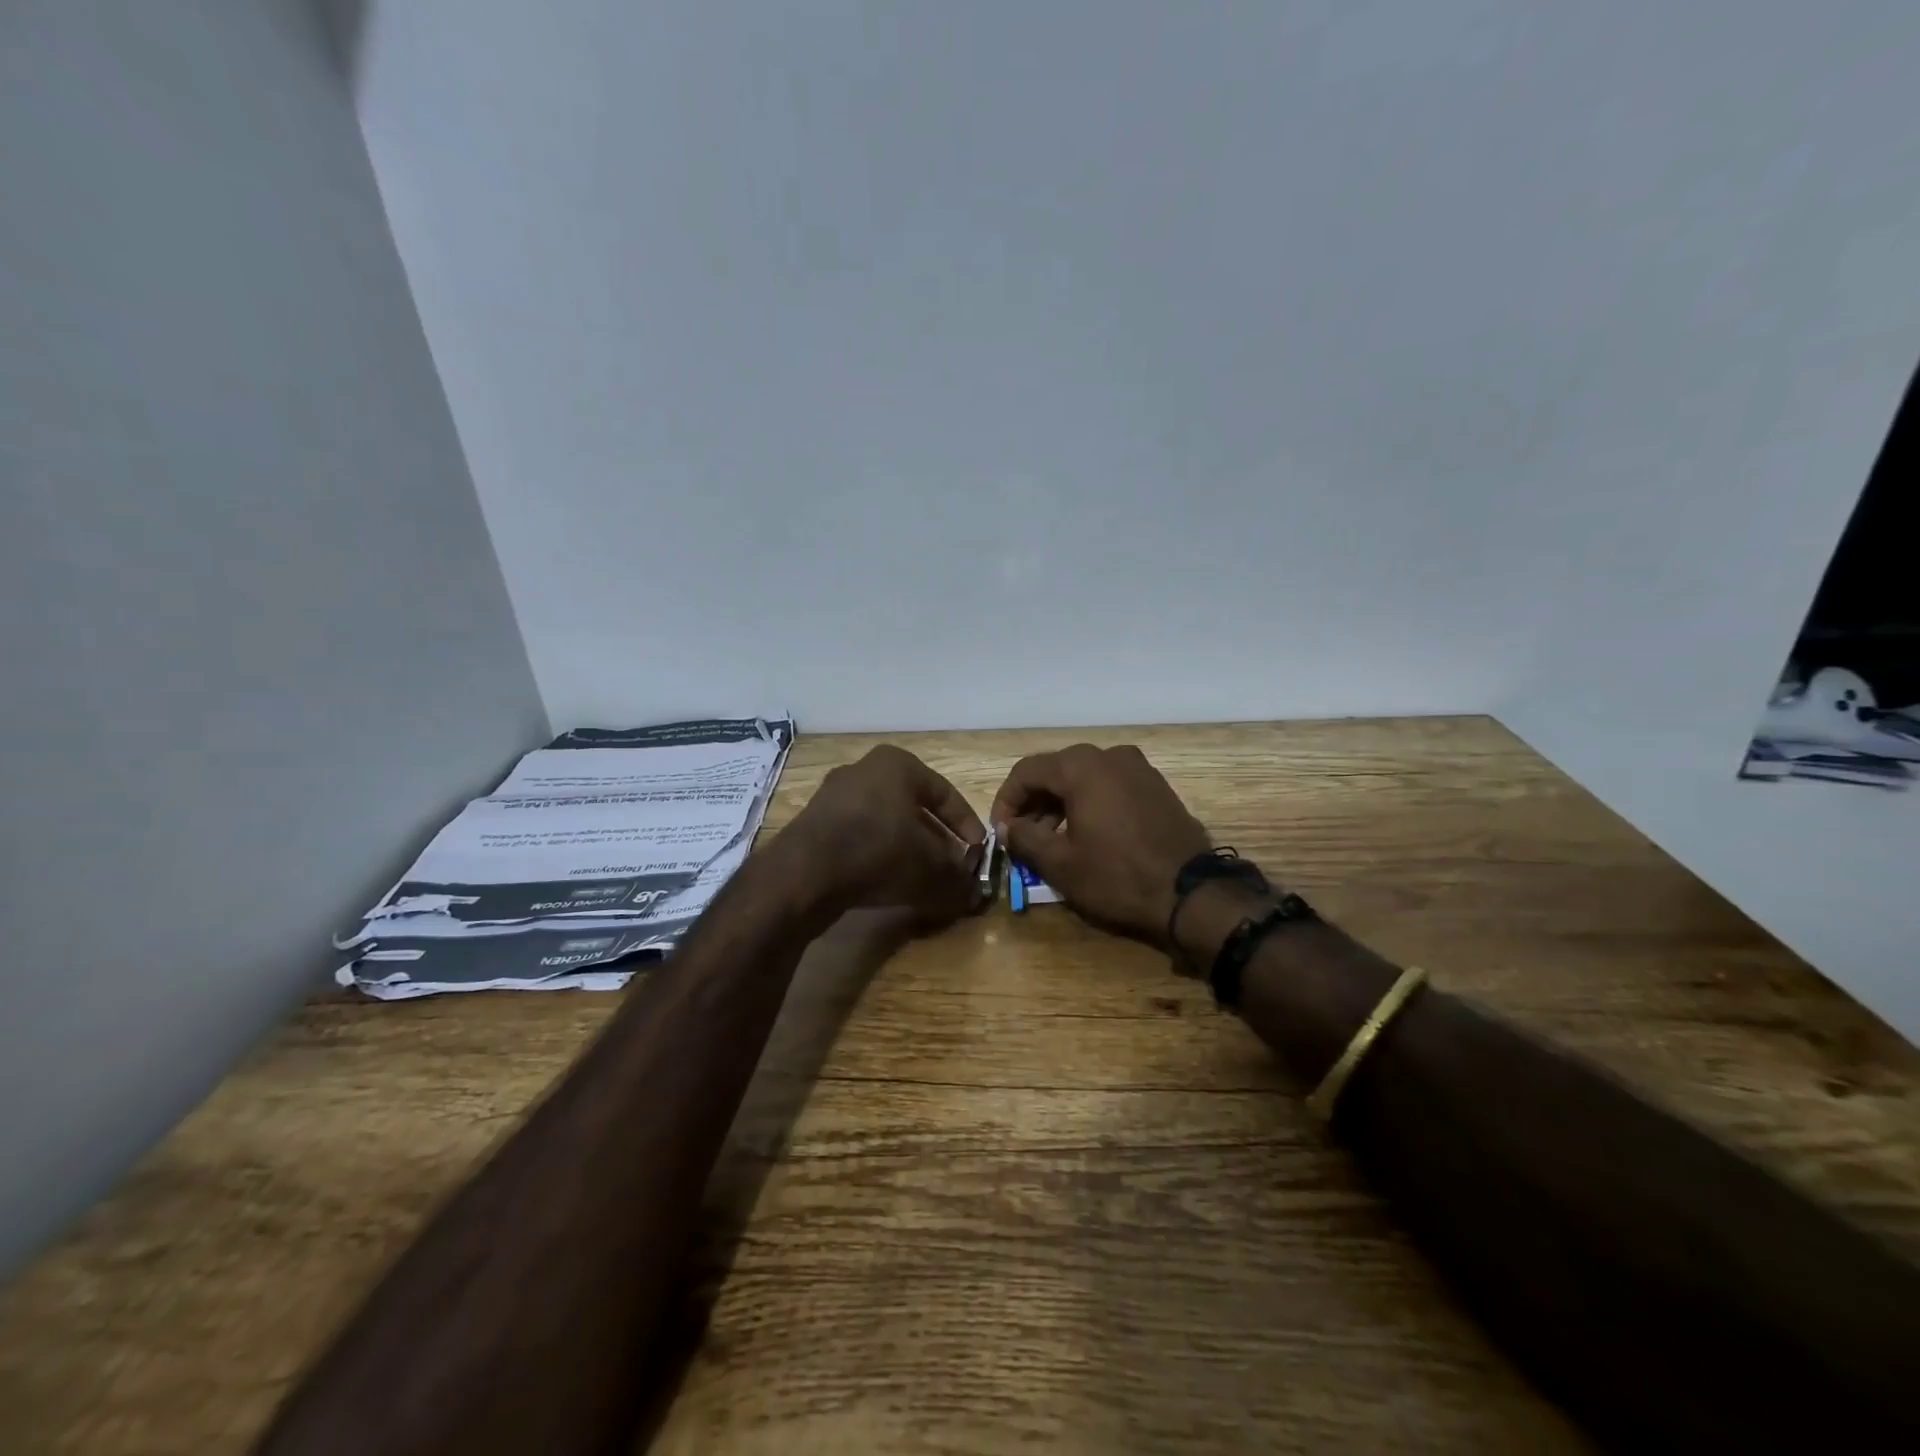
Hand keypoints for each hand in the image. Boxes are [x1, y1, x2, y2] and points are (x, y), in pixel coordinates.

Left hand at [780, 745, 985, 924]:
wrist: (803, 875)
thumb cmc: (879, 853)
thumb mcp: (931, 869)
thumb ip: (958, 879)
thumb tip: (974, 893)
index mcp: (897, 764)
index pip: (946, 795)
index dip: (968, 828)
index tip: (979, 854)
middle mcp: (864, 770)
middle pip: (914, 809)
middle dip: (937, 841)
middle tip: (952, 868)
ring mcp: (834, 795)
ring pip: (886, 824)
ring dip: (908, 851)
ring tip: (923, 880)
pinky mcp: (814, 823)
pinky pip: (859, 837)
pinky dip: (878, 857)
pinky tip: (888, 884)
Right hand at [990, 744, 1211, 944]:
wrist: (1191, 893)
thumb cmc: (1117, 876)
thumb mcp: (1060, 863)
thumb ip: (1024, 837)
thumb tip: (1006, 827)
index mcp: (1081, 766)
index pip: (1026, 771)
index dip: (1006, 800)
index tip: (1000, 832)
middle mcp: (1109, 755)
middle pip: (1056, 771)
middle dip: (1034, 803)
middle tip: (1023, 837)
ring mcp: (1138, 767)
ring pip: (1084, 778)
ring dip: (1061, 804)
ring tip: (1052, 840)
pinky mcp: (1156, 785)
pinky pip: (1110, 785)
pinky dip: (1090, 803)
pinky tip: (1087, 835)